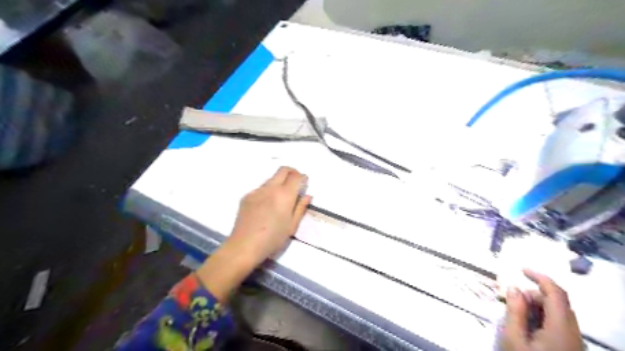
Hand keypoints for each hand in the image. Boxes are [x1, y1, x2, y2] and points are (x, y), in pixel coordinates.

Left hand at [196, 167, 311, 301]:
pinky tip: (266, 207)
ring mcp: (257, 191)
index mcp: (284, 195)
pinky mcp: (247, 196)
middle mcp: (270, 188)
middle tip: (295, 182)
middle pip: (283, 170)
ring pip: (271, 179)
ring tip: (280, 199)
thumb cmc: (272, 239)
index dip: (302, 177)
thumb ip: (301, 208)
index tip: (304, 183)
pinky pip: (261, 188)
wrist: (244, 246)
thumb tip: (307, 195)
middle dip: (292, 172)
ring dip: (279, 182)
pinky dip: (268, 191)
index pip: (296, 176)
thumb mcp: (292, 226)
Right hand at [501, 270, 583, 349]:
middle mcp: (573, 332)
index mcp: (561, 328)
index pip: (556, 293)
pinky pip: (556, 325)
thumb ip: (514, 310)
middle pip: (556, 302)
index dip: (540, 277)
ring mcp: (573, 342)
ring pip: (556, 313)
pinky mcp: (569, 348)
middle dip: (532, 295)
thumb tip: (513, 287)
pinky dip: (539, 318)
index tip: (520, 269)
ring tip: (514, 315)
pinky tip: (524, 327)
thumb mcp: (513, 338)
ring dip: (534, 307)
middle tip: (509, 299)